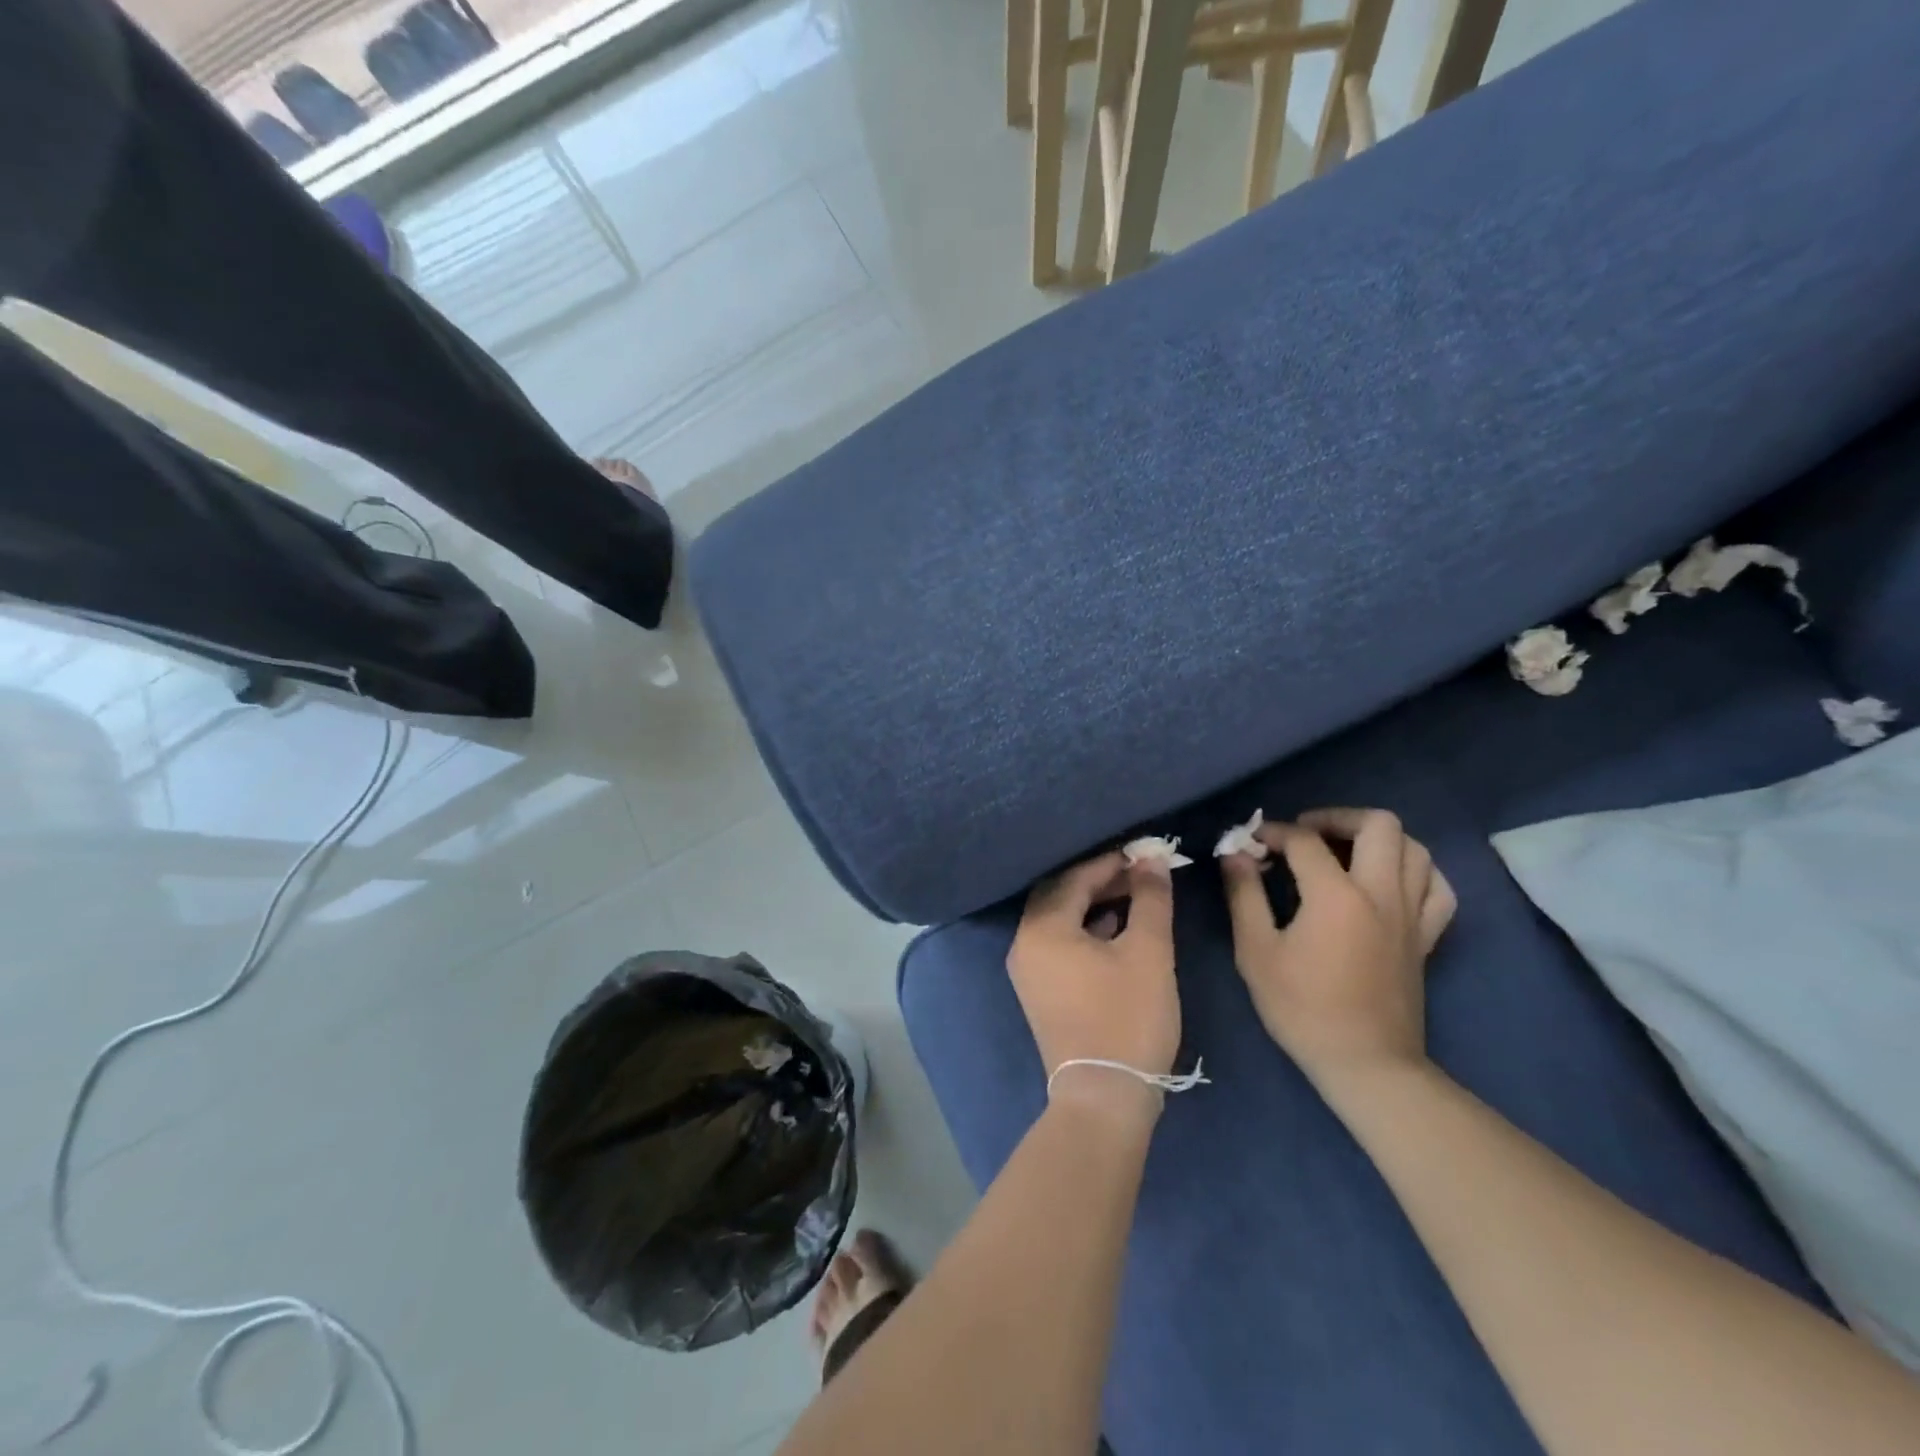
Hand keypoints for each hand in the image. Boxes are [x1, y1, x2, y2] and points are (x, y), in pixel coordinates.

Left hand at [1007, 851, 1179, 1104]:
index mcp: (1042, 927)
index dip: (1111, 862)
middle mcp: (1024, 943)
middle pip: (1060, 895)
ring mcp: (1028, 970)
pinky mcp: (1039, 991)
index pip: (1074, 878)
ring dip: (1093, 904)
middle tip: (1138, 872)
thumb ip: (1150, 899)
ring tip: (1134, 896)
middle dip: (1099, 880)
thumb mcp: (1148, 952)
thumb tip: (1151, 860)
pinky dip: (1085, 930)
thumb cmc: (1128, 1018)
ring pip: (1059, 920)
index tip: (1144, 853)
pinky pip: (1058, 943)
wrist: (1104, 1098)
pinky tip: (1117, 930)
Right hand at [1220, 808, 1455, 1084]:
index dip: (1272, 833)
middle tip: (1304, 834)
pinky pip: (1437, 887)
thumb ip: (1245, 894)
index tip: (1251, 844)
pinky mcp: (1425, 936)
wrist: (1365, 1063)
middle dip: (1335, 818)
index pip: (1304, 841)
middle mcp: (1381, 893)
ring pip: (1414, 849)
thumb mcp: (1255, 951)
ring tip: (1344, 852)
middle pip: (1378, 824)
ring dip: (1376, 839)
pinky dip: (1415, 871)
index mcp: (1336, 896)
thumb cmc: (1302, 1008)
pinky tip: (1390, 879)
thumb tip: (1236, 854)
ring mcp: (1411, 914)